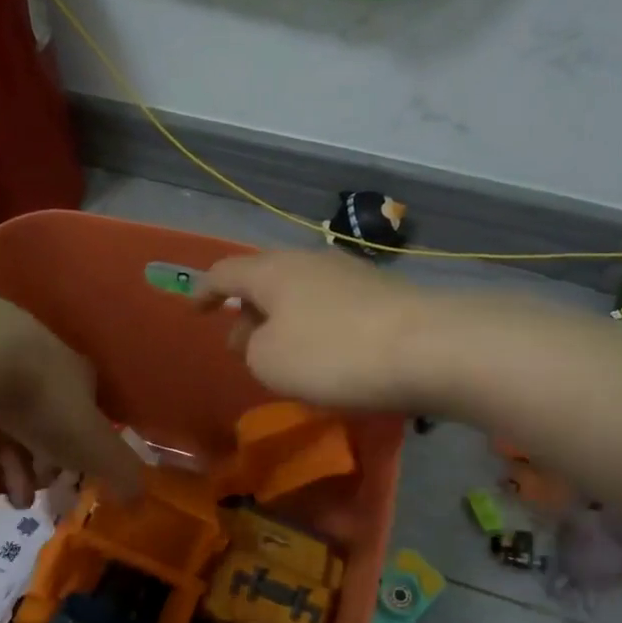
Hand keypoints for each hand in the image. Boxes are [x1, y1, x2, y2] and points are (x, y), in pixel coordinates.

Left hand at [0, 294, 143, 506]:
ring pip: (3, 429)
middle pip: (41, 426)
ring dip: (9, 472)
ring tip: (5, 503)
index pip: (83, 419)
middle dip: (40, 469)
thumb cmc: (45, 401)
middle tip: (32, 500)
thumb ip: (121, 472)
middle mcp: (34, 368)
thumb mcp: (94, 445)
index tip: (68, 486)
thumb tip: (142, 500)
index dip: (79, 456)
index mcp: (74, 376)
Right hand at [197, 251, 433, 409]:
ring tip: (282, 355)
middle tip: (241, 347)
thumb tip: (262, 336)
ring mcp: (350, 273)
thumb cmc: (331, 353)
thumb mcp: (268, 361)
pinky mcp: (382, 293)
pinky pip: (331, 307)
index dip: (204, 290)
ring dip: (283, 321)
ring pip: (301, 294)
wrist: (426, 348)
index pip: (225, 272)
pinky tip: (325, 355)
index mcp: (272, 270)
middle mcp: (309, 261)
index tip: (195, 308)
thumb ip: (251, 346)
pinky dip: (315, 327)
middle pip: (266, 280)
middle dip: (248, 311)